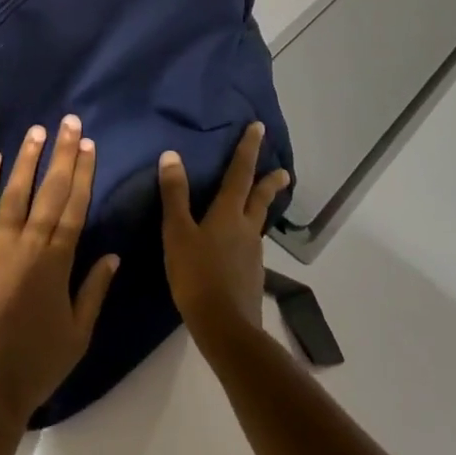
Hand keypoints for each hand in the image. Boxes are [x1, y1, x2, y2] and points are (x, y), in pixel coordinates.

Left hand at [0, 116, 120, 430]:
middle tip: (70, 123)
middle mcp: (28, 245)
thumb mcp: (79, 333)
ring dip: (27, 160)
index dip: (83, 174)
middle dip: (62, 154)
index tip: (89, 146)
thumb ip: (95, 289)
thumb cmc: (36, 362)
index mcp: (57, 262)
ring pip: (15, 193)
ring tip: (37, 131)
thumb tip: (114, 253)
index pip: (74, 207)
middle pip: (49, 191)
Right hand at [159, 122, 290, 352]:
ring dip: (261, 209)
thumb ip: (175, 195)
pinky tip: (240, 247)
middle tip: (284, 171)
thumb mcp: (178, 233)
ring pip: (258, 223)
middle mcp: (246, 228)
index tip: (259, 128)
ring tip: (258, 206)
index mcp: (229, 213)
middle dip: (270, 182)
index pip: (240, 172)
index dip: (248, 149)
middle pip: (261, 198)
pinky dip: (249, 236)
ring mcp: (253, 253)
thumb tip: (171, 155)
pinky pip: (251, 246)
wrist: (225, 326)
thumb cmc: (197, 275)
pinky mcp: (252, 275)